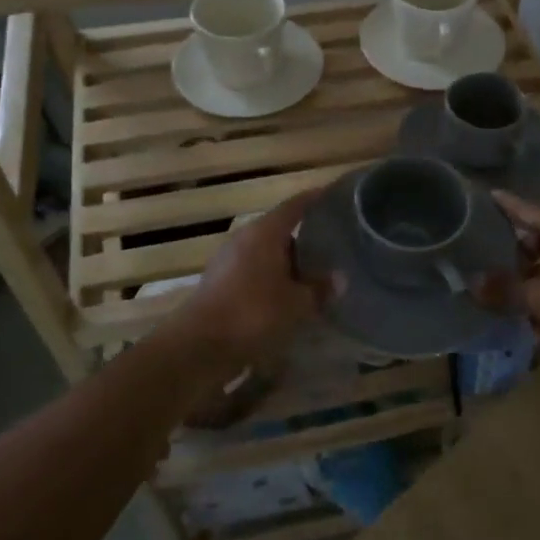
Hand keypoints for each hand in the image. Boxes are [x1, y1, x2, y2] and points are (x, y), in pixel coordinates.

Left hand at [163, 189, 332, 375]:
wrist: (199, 345)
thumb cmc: (253, 313)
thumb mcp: (297, 304)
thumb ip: (319, 289)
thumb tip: (339, 278)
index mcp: (265, 232)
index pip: (295, 205)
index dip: (316, 199)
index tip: (335, 195)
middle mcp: (245, 238)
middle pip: (280, 229)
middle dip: (305, 237)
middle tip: (332, 245)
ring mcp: (228, 260)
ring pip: (266, 253)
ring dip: (288, 262)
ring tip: (313, 275)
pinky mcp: (219, 282)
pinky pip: (254, 271)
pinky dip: (272, 278)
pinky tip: (287, 297)